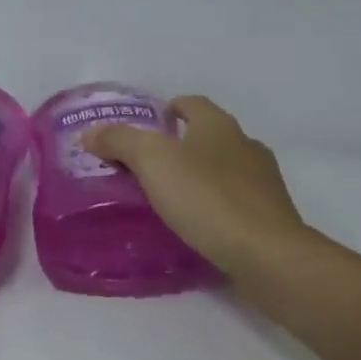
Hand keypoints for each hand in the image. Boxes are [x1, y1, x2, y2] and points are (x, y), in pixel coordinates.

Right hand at [83, 96, 304, 273]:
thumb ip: (119, 141)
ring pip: (223, 168)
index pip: (191, 103)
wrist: (268, 256)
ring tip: (169, 198)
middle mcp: (245, 145)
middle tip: (147, 166)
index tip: (146, 126)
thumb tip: (90, 133)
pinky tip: (197, 224)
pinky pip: (235, 201)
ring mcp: (263, 182)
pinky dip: (215, 205)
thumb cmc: (208, 199)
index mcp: (219, 125)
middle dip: (180, 145)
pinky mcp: (270, 216)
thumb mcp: (153, 162)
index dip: (168, 109)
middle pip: (208, 135)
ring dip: (199, 176)